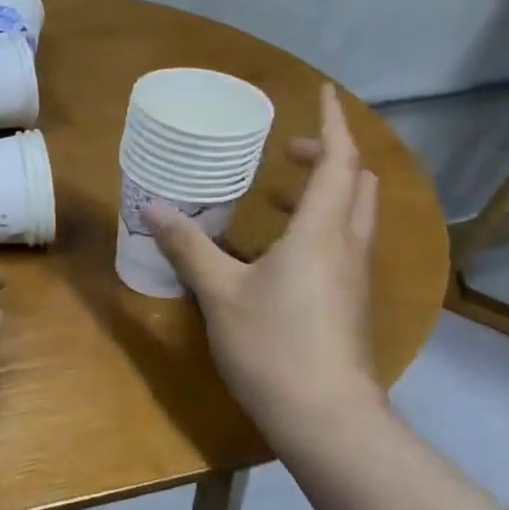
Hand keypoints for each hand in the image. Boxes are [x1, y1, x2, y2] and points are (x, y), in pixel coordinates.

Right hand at [147, 83, 383, 443]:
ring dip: (322, 193)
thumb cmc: (272, 344)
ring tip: (274, 194)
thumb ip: (188, 247)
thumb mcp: (220, 292)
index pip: (338, 162)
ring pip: (352, 216)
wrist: (325, 416)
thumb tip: (153, 208)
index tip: (324, 93)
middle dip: (327, 157)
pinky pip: (341, 245)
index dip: (333, 123)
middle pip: (355, 184)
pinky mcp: (351, 303)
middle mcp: (348, 246)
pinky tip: (278, 251)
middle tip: (285, 152)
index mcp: (321, 232)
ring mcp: (355, 277)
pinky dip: (318, 227)